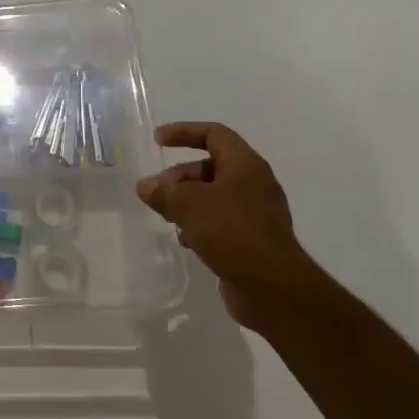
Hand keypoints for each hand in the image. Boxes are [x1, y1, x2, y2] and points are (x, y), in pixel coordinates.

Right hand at [137, 122, 322, 329]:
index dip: (183, 132)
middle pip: (210, 166)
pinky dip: (199, 224)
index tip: (157, 141)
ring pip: (214, 196)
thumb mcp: (188, 203)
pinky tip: (185, 240)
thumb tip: (146, 187)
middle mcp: (254, 184)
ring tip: (165, 217)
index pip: (214, 134)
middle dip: (179, 176)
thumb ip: (163, 191)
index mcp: (245, 165)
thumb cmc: (231, 231)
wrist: (272, 287)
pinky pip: (221, 221)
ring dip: (186, 201)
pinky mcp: (253, 240)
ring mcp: (256, 214)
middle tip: (156, 192)